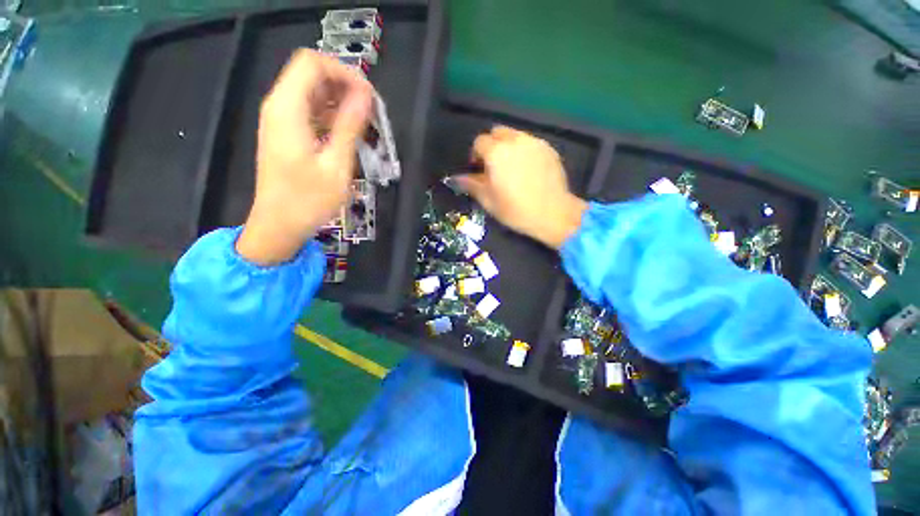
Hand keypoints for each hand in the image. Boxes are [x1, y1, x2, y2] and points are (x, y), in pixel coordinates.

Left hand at [236, 49, 372, 264]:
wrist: (279, 225)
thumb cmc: (308, 200)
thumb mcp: (336, 165)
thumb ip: (350, 126)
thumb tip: (366, 97)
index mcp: (287, 109)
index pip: (313, 63)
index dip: (344, 72)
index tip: (369, 97)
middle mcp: (279, 106)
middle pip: (312, 74)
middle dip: (345, 86)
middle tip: (371, 112)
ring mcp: (281, 120)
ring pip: (312, 92)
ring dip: (340, 102)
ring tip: (365, 124)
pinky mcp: (286, 133)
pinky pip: (310, 111)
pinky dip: (331, 115)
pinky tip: (348, 134)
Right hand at [454, 126, 587, 248]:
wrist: (552, 213)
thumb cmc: (515, 210)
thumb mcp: (488, 200)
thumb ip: (471, 185)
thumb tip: (456, 178)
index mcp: (496, 152)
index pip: (479, 142)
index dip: (476, 155)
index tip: (478, 169)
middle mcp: (515, 141)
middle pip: (497, 132)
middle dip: (491, 145)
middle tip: (494, 166)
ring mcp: (534, 143)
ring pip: (515, 135)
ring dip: (508, 146)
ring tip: (511, 167)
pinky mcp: (549, 149)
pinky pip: (530, 143)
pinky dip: (524, 151)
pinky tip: (528, 170)